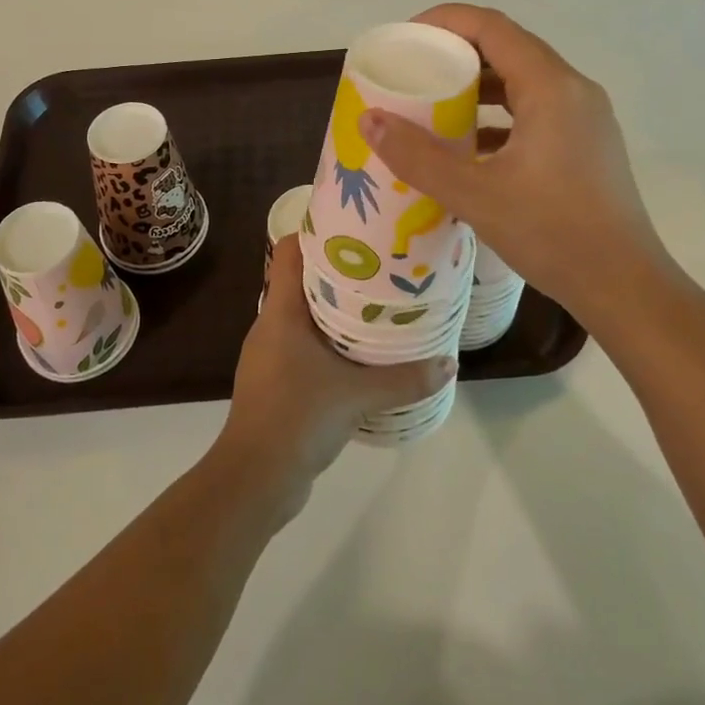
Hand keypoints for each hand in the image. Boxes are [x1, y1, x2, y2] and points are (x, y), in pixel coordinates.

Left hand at [213, 236, 455, 521]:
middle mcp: (270, 324)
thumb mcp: (358, 395)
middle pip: (299, 279)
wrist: (255, 477)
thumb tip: (449, 364)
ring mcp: (269, 354)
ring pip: (302, 314)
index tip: (355, 227)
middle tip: (380, 265)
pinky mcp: (275, 380)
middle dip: (338, 271)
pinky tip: (358, 354)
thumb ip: (405, 379)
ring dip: (334, 308)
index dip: (316, 231)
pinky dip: (327, 340)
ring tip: (376, 305)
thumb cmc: (298, 417)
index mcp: (280, 311)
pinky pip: (302, 345)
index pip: (289, 250)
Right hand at [357, 4, 674, 321]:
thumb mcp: (475, 194)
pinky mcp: (586, 146)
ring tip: (434, 107)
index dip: (444, 22)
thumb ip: (418, 156)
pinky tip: (470, 148)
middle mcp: (574, 91)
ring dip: (477, 88)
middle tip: (412, 73)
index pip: (492, 27)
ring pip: (523, 83)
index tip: (405, 39)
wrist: (624, 286)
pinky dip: (498, 117)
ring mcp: (585, 119)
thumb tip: (369, 120)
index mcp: (551, 87)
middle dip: (456, 55)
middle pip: (508, 50)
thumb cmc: (552, 233)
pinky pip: (535, 112)